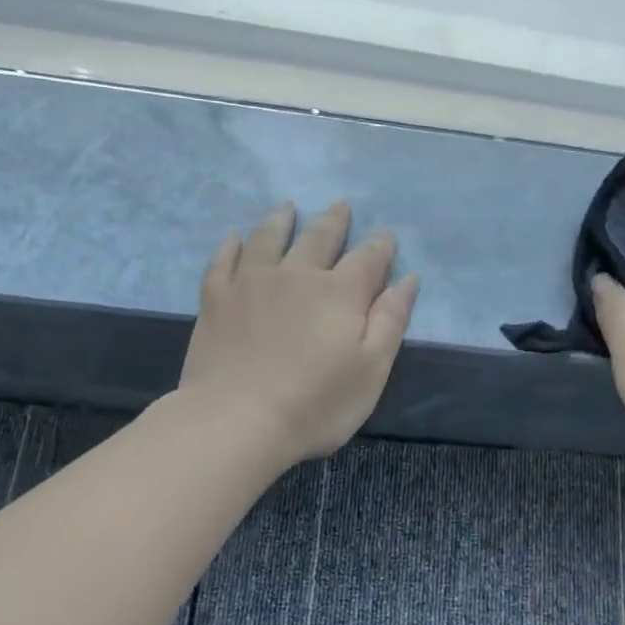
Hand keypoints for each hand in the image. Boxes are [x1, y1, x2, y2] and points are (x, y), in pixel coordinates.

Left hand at [178, 201, 420, 466]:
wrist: (236, 420)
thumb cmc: (315, 404)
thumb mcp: (371, 370)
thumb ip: (391, 321)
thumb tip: (408, 280)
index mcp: (340, 293)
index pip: (367, 259)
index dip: (380, 246)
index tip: (386, 236)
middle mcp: (297, 276)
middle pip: (319, 238)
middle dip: (334, 221)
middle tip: (340, 204)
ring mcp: (251, 283)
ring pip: (269, 240)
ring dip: (281, 221)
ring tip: (288, 206)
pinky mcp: (217, 300)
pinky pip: (223, 262)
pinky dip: (230, 246)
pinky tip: (234, 237)